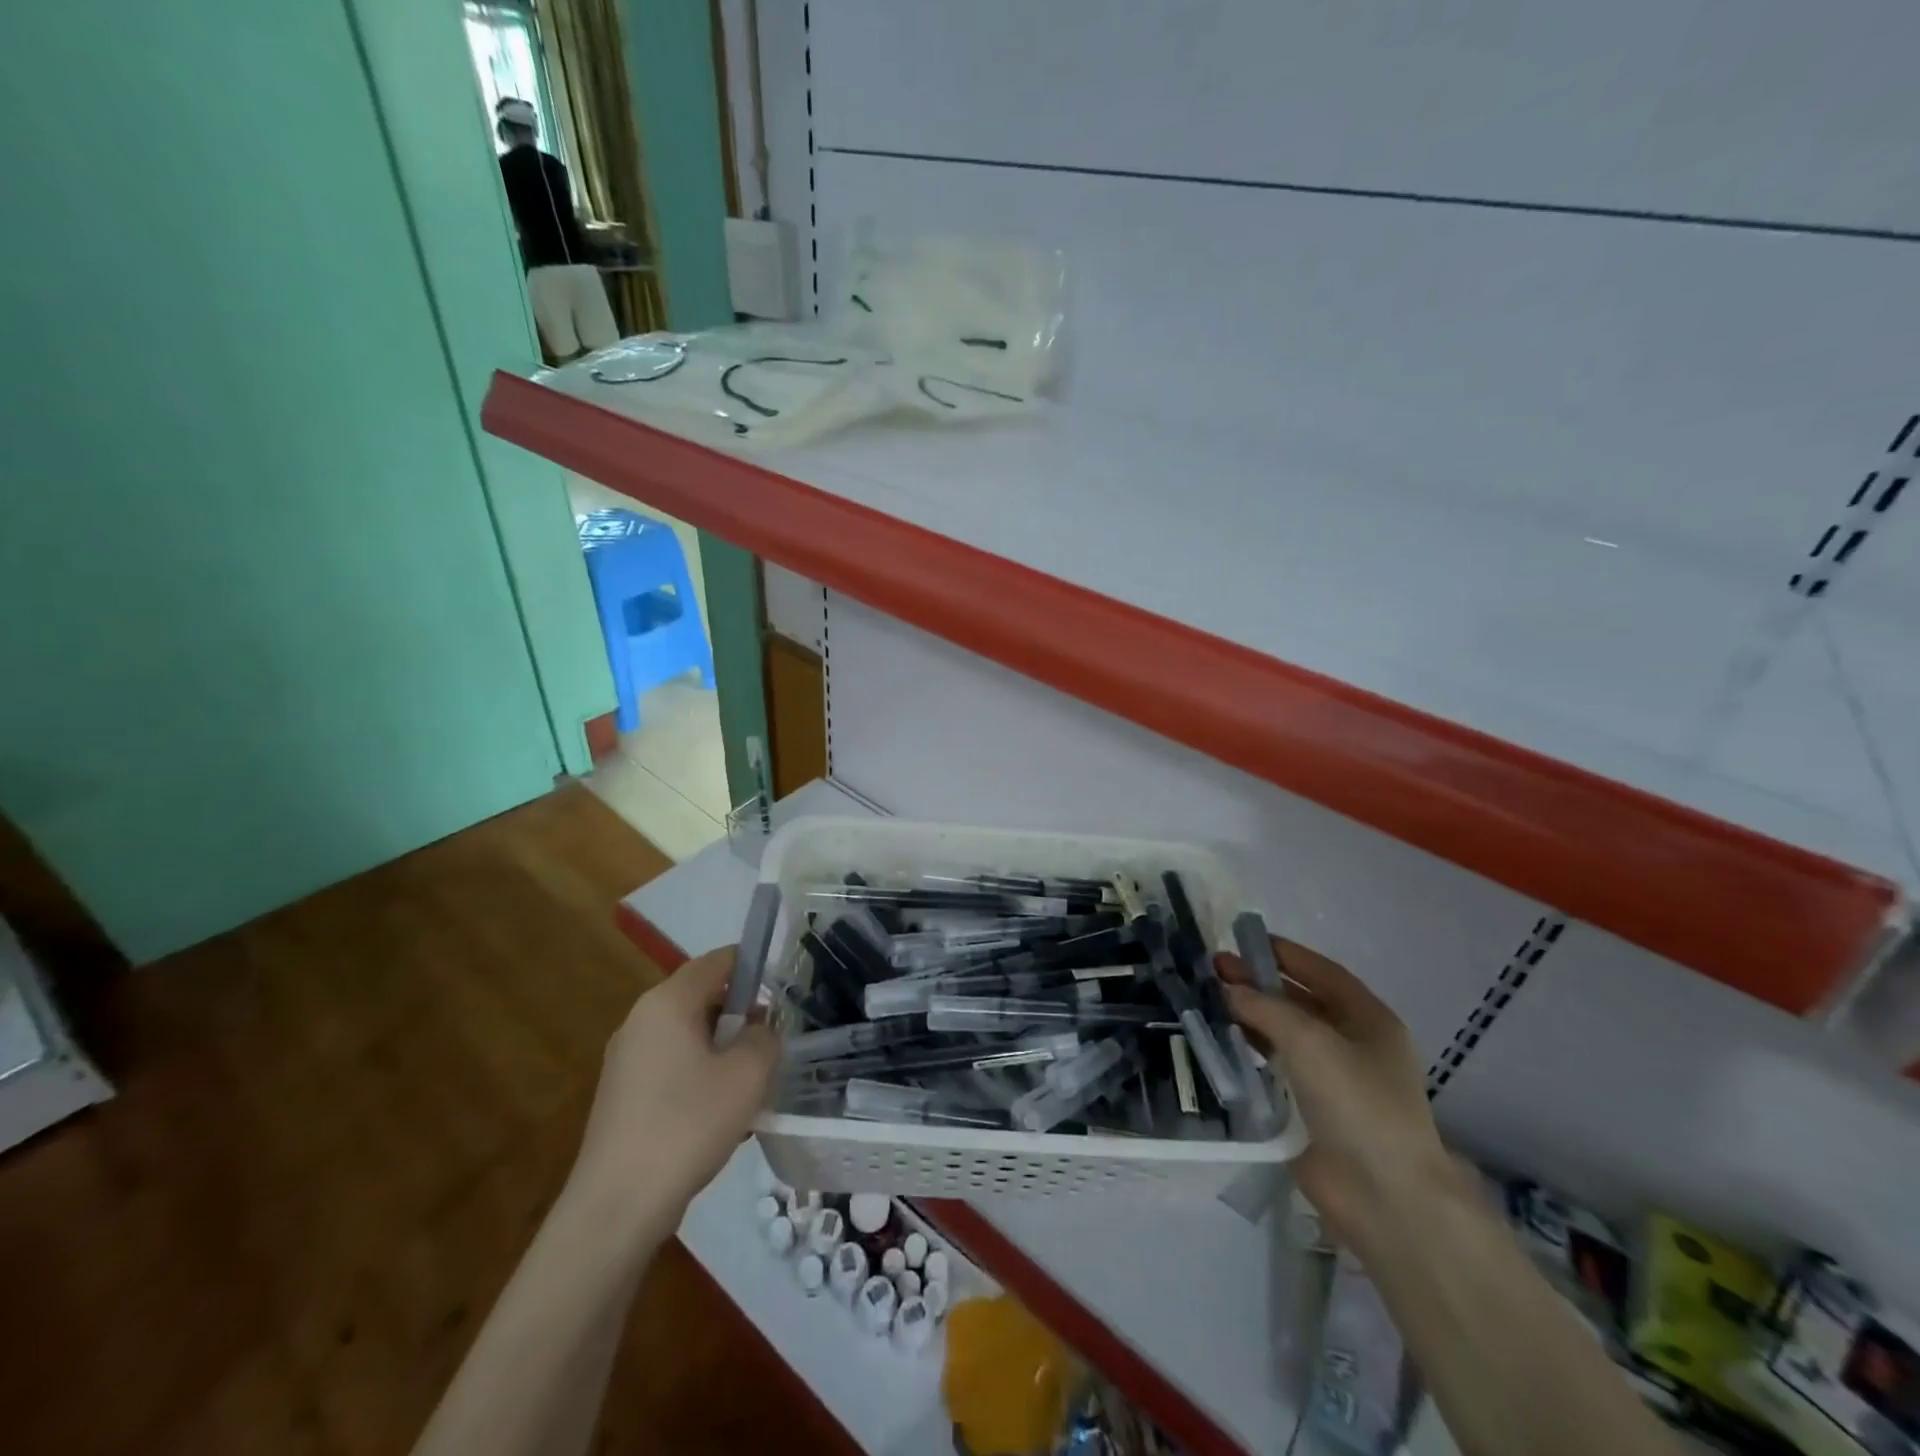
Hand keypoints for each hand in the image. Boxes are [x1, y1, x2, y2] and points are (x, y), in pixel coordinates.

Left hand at [568, 948, 779, 1231]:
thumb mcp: (747, 1074)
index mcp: (667, 1003)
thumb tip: (760, 1030)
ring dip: (723, 1049)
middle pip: (700, 998)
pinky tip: (722, 1115)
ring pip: (688, 1036)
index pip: (716, 961)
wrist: (617, 1207)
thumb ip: (765, 1038)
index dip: (752, 966)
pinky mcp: (622, 1096)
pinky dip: (701, 1076)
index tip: (781, 990)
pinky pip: (672, 1067)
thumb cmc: (687, 1125)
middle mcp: (640, 1021)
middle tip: (771, 1044)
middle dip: (740, 1014)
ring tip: (752, 1084)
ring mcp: (626, 1060)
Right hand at [1217, 938, 1457, 1254]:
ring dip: (1251, 1014)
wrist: (1383, 1194)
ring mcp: (1333, 1078)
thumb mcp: (1310, 1039)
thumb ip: (1265, 1006)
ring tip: (1210, 998)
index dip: (1284, 954)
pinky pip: (1277, 1067)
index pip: (1322, 972)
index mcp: (1368, 1019)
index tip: (1243, 940)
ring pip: (1285, 1033)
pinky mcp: (1311, 1109)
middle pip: (1300, 1000)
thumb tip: (1228, 987)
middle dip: (1259, 982)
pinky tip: (1222, 1038)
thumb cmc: (1357, 1101)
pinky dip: (1251, 1049)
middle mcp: (1353, 1043)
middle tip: (1214, 968)